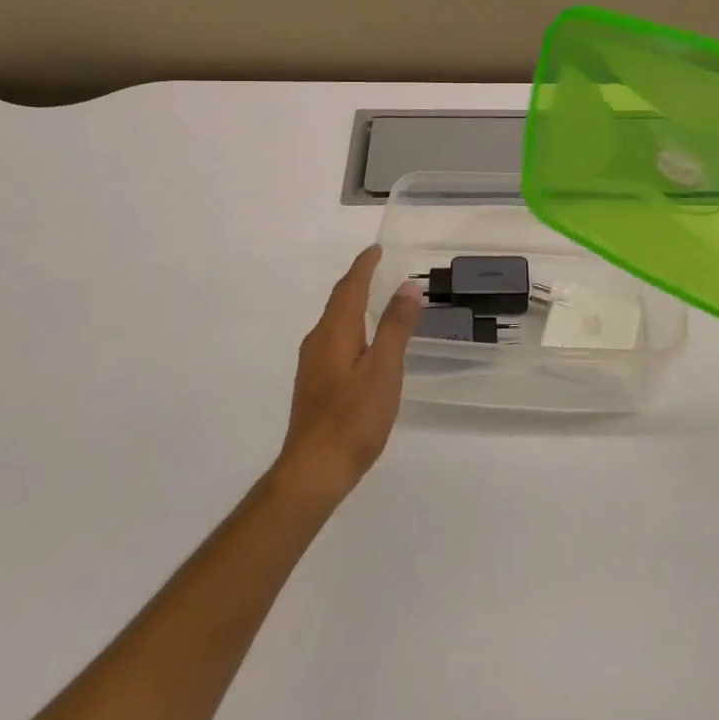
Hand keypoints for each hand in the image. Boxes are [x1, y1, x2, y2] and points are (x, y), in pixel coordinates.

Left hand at [274, 246, 421, 510]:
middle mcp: (318, 341)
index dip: (364, 266)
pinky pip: (333, 339)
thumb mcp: (384, 369)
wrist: (314, 470)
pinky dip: (349, 325)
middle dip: (356, 281)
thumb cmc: (353, 417)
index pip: (349, 287)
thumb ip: (395, 327)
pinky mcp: (314, 384)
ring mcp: (312, 364)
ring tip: (373, 297)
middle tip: (377, 266)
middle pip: (338, 301)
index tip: (377, 249)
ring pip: (334, 321)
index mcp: (335, 332)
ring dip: (352, 303)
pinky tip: (361, 341)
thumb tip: (406, 287)